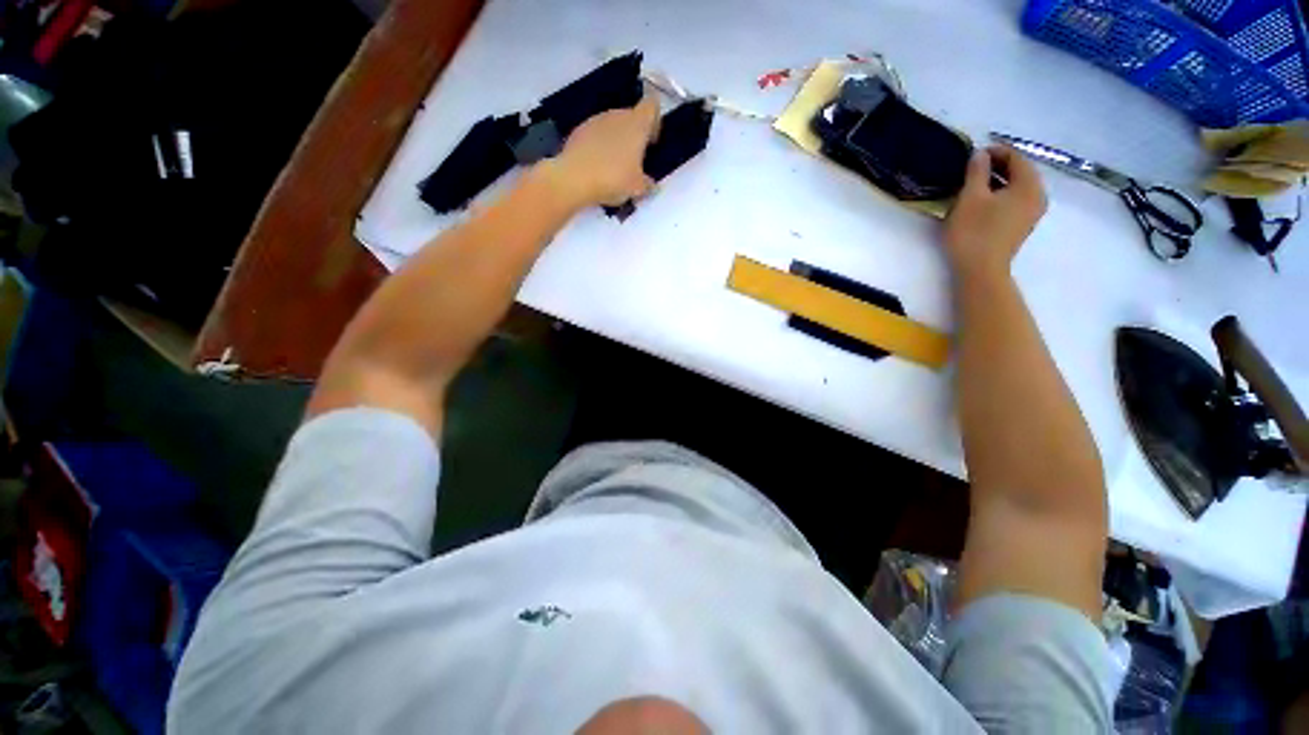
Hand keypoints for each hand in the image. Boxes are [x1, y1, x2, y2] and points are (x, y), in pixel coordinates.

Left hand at [545, 88, 660, 207]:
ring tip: (614, 167)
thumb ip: (648, 184)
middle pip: (631, 117)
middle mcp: (617, 115)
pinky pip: (595, 135)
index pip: (652, 106)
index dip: (655, 121)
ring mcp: (595, 120)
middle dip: (635, 135)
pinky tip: (597, 167)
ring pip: (612, 125)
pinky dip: (599, 147)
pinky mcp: (579, 130)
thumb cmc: (613, 179)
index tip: (652, 141)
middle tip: (634, 161)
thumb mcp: (638, 189)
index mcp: (636, 124)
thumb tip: (651, 185)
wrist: (573, 179)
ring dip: (616, 141)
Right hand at [943, 146, 1046, 279]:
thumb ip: (977, 171)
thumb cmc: (974, 231)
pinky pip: (1015, 200)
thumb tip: (980, 155)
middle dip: (997, 166)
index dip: (995, 151)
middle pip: (1020, 171)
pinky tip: (983, 201)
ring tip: (974, 185)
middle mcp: (1038, 195)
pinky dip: (1001, 195)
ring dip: (998, 181)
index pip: (1016, 156)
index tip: (973, 154)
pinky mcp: (1022, 225)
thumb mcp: (970, 197)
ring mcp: (1032, 212)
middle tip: (972, 168)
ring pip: (1017, 187)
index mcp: (1029, 184)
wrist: (980, 270)